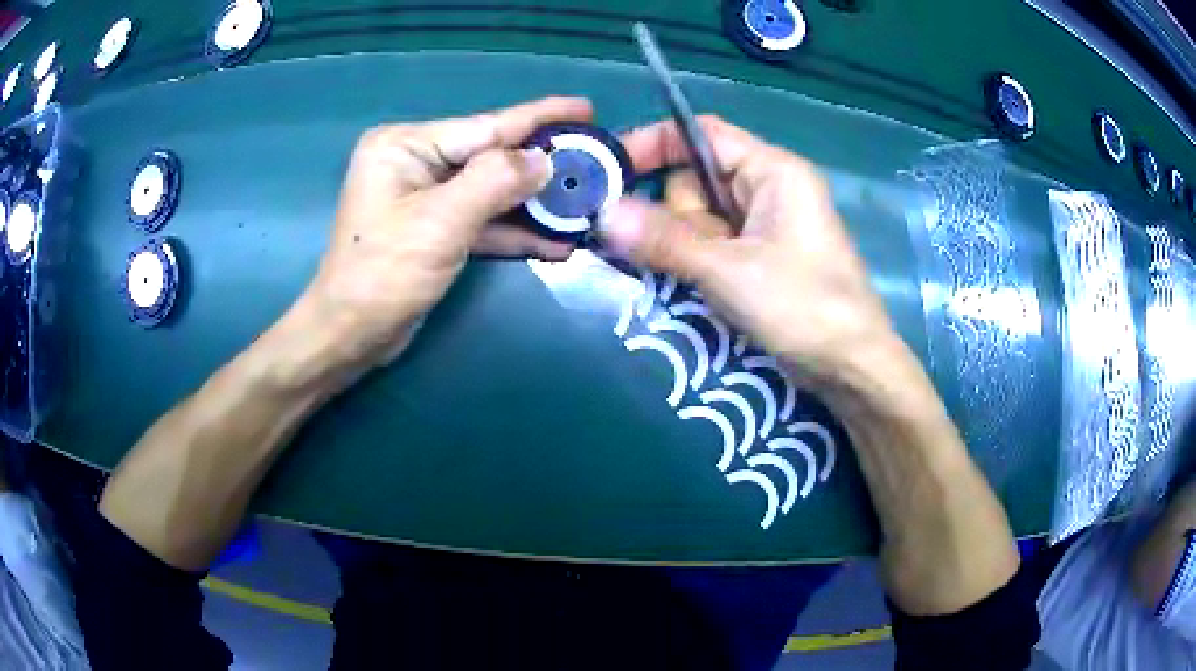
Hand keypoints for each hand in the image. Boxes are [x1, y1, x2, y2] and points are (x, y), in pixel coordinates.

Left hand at [301, 97, 592, 371]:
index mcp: (406, 145)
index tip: (585, 108)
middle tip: (596, 159)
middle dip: (542, 165)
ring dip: (535, 204)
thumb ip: (495, 181)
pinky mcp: (435, 229)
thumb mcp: (440, 221)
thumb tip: (544, 159)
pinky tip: (557, 240)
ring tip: (587, 202)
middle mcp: (415, 163)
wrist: (351, 335)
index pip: (485, 126)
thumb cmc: (384, 273)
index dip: (539, 117)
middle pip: (492, 157)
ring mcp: (426, 197)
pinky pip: (483, 221)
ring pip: (492, 191)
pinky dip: (515, 231)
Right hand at [600, 116, 897, 387]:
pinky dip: (696, 260)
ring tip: (710, 280)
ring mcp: (764, 225)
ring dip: (686, 246)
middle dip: (679, 216)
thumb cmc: (804, 307)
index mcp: (773, 170)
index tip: (611, 173)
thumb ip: (665, 241)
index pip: (701, 134)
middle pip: (695, 179)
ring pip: (699, 217)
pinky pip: (711, 244)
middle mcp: (768, 189)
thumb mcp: (729, 271)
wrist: (851, 367)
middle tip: (694, 256)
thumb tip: (603, 216)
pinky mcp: (760, 257)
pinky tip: (702, 285)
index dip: (654, 144)